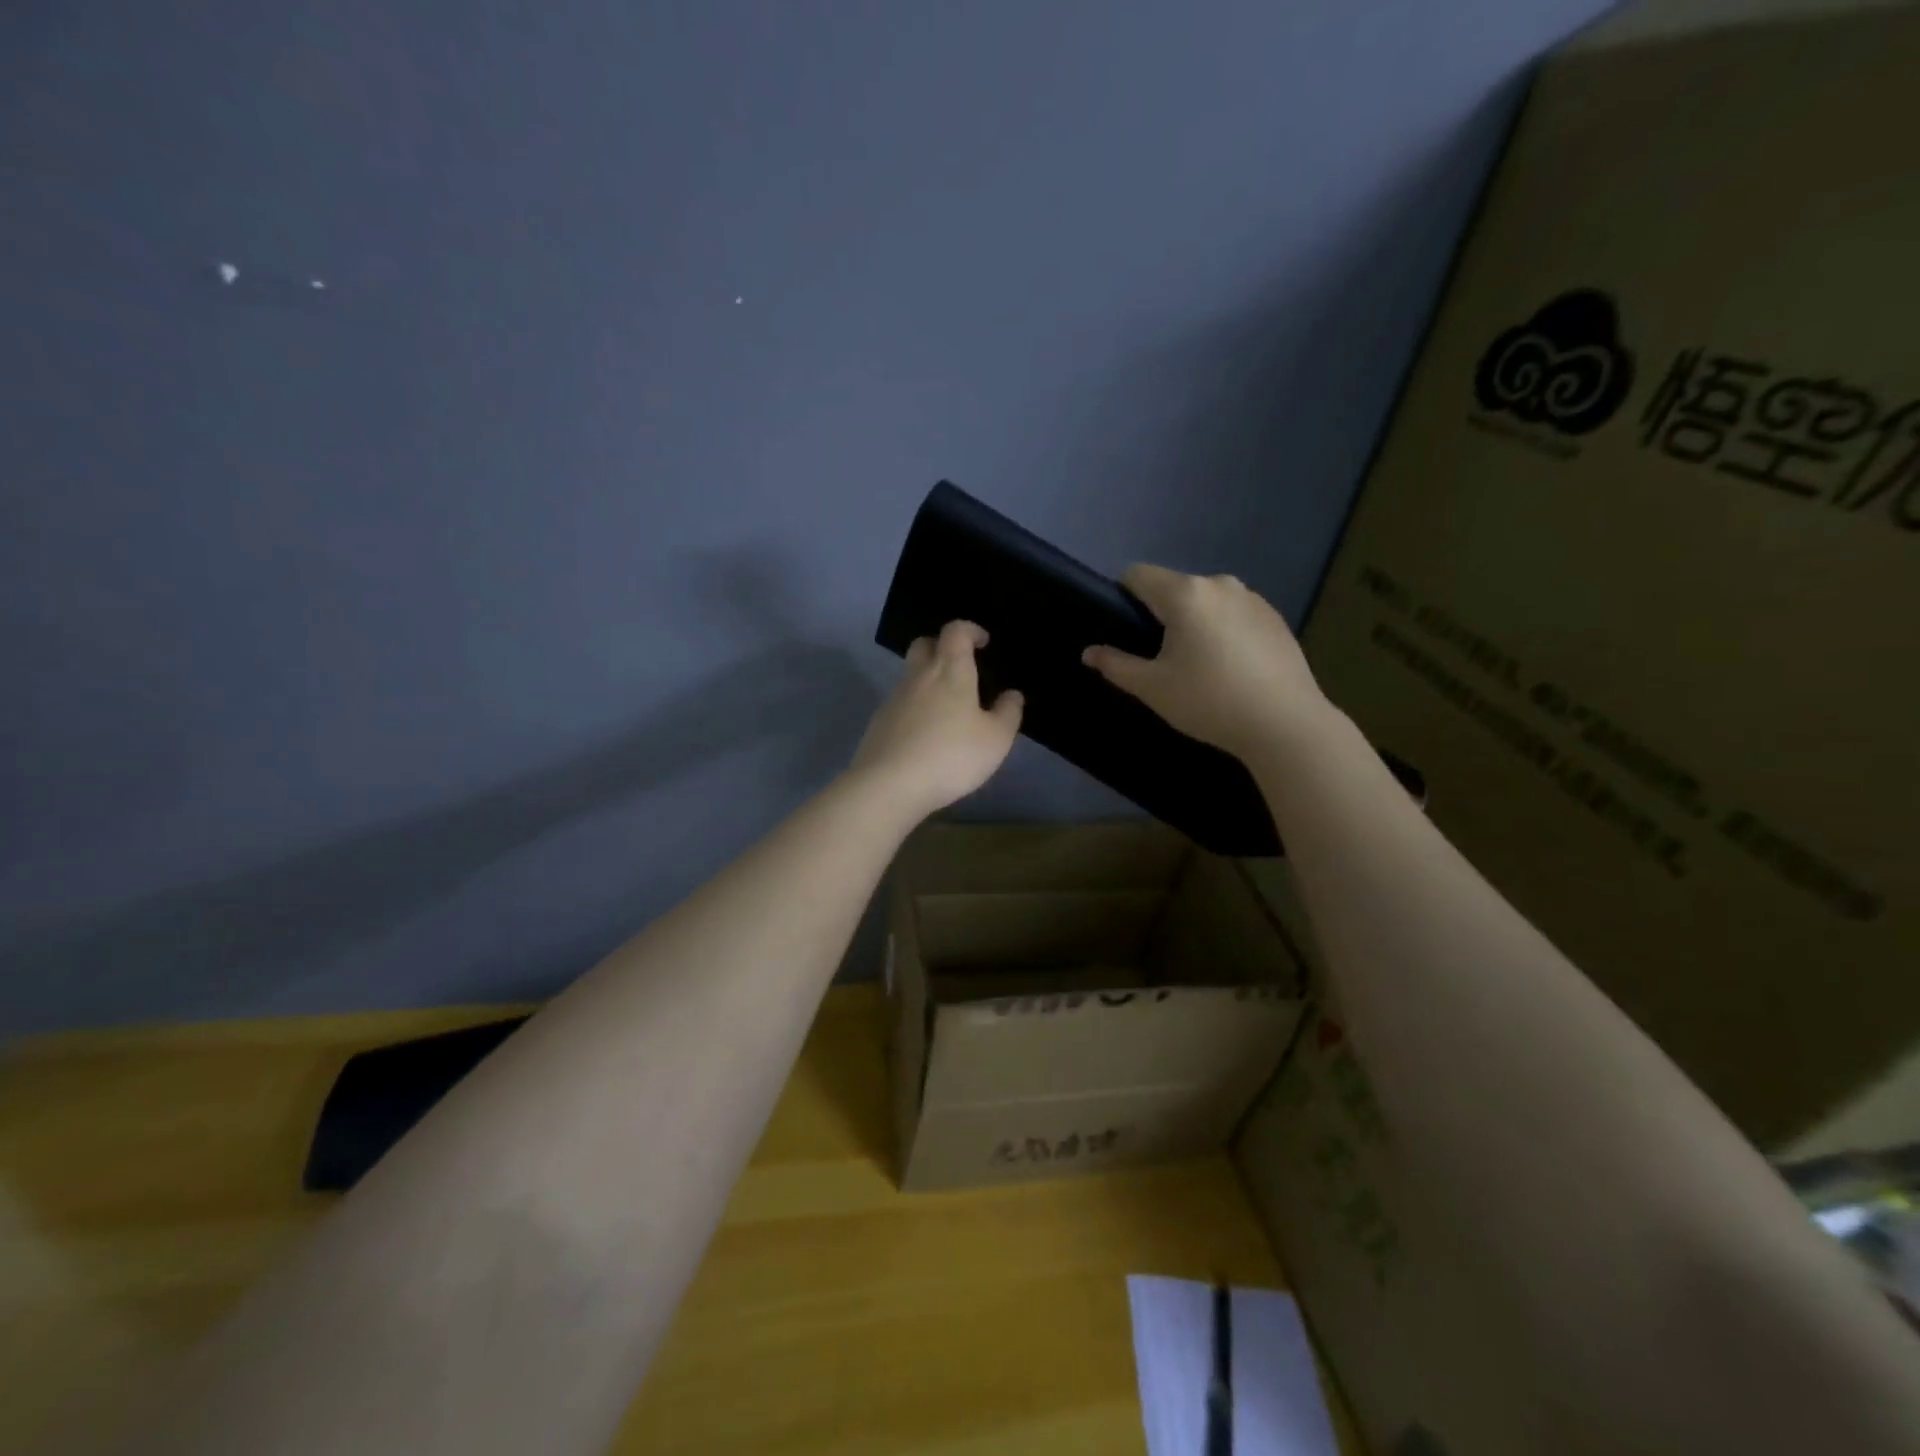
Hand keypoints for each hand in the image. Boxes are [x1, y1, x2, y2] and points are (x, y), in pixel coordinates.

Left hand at [849, 621, 1022, 820]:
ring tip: (949, 708)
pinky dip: (916, 708)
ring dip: (929, 681)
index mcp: (950, 671)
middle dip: (942, 647)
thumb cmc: (951, 756)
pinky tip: (927, 734)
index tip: (983, 642)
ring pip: (911, 675)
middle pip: (925, 645)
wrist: (889, 784)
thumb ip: (1007, 713)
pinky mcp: (879, 723)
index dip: (970, 630)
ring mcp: (894, 699)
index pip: (955, 631)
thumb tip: (1012, 694)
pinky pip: (901, 703)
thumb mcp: (995, 739)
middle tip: (961, 667)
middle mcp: (918, 677)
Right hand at [1081, 564, 1331, 760]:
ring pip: (1206, 601)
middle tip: (1159, 659)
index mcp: (1185, 594)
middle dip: (1160, 614)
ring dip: (1194, 622)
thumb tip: (1089, 652)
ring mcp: (1253, 598)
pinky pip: (1234, 614)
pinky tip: (1230, 668)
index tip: (1124, 631)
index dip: (1121, 597)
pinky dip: (1223, 631)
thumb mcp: (1152, 688)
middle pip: (1174, 588)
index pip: (1138, 574)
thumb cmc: (1209, 702)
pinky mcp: (1275, 617)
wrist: (1285, 724)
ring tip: (1199, 666)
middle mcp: (1220, 584)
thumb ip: (1115, 665)